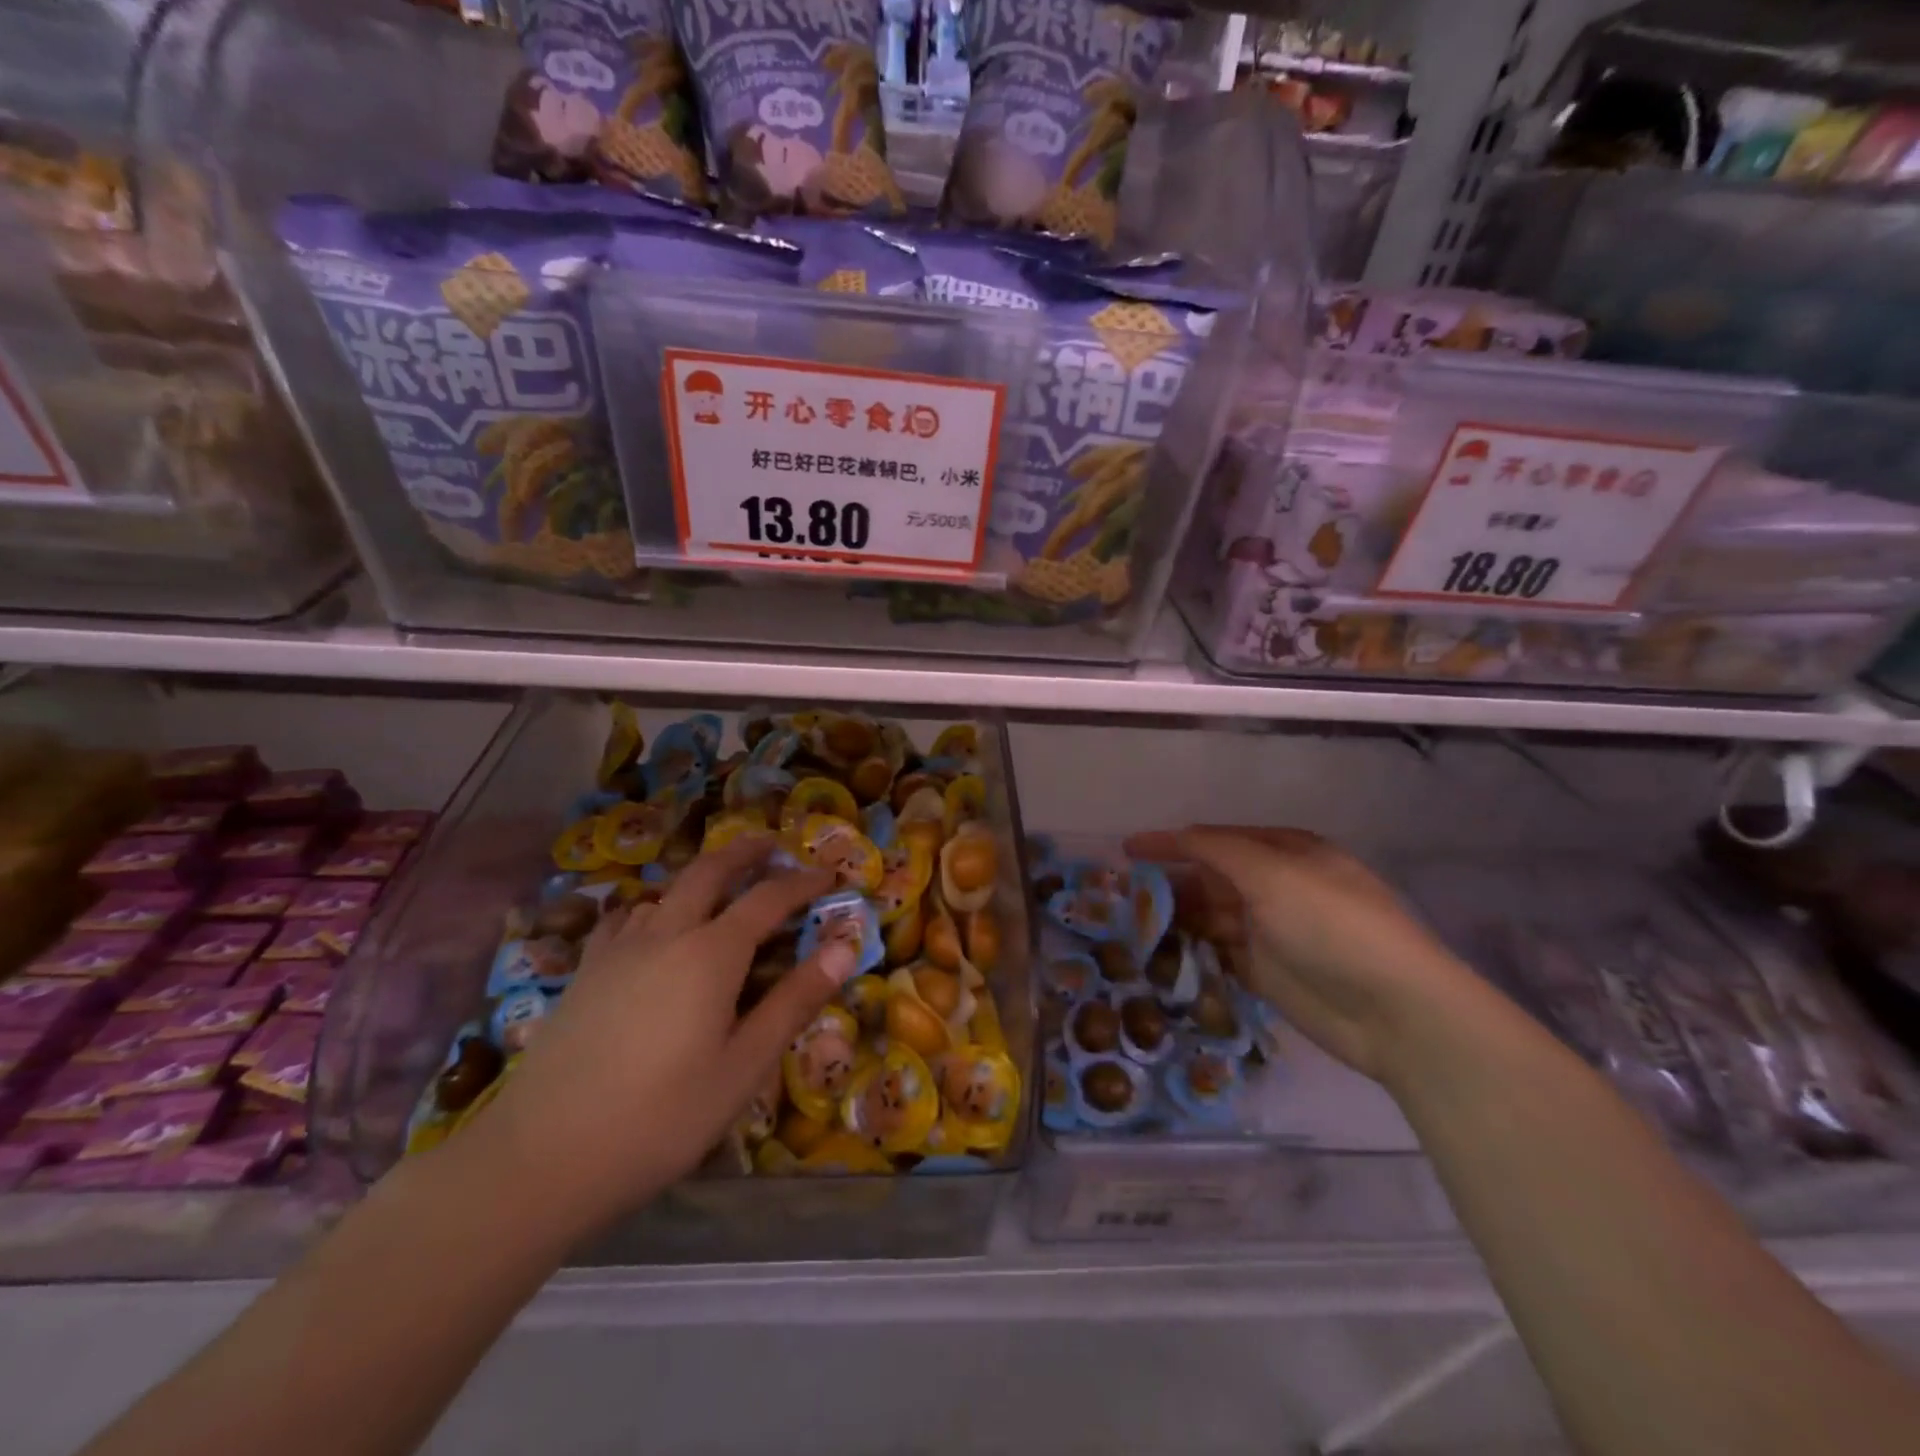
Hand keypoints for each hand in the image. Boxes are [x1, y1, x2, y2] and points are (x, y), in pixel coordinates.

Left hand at [465, 837, 856, 1237]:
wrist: (540, 1159)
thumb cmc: (660, 1118)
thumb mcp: (743, 1067)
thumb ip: (794, 1001)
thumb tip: (844, 947)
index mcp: (711, 953)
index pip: (768, 898)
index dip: (803, 882)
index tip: (830, 875)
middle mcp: (665, 934)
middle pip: (709, 871)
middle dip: (745, 852)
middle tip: (773, 845)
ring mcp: (618, 950)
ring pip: (666, 890)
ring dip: (700, 876)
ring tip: (721, 886)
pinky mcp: (585, 972)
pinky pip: (626, 918)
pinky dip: (653, 905)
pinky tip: (652, 925)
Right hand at [1126, 827, 1489, 1081]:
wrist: (1394, 1010)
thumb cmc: (1331, 924)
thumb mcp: (1273, 873)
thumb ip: (1218, 851)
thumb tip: (1177, 836)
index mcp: (1284, 852)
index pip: (1215, 840)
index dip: (1171, 843)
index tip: (1126, 850)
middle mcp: (1275, 887)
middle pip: (1210, 878)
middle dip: (1170, 882)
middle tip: (1123, 893)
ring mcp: (1269, 931)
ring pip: (1209, 916)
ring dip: (1175, 917)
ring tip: (1130, 924)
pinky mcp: (1264, 972)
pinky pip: (1216, 953)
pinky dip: (1189, 950)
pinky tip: (1158, 953)